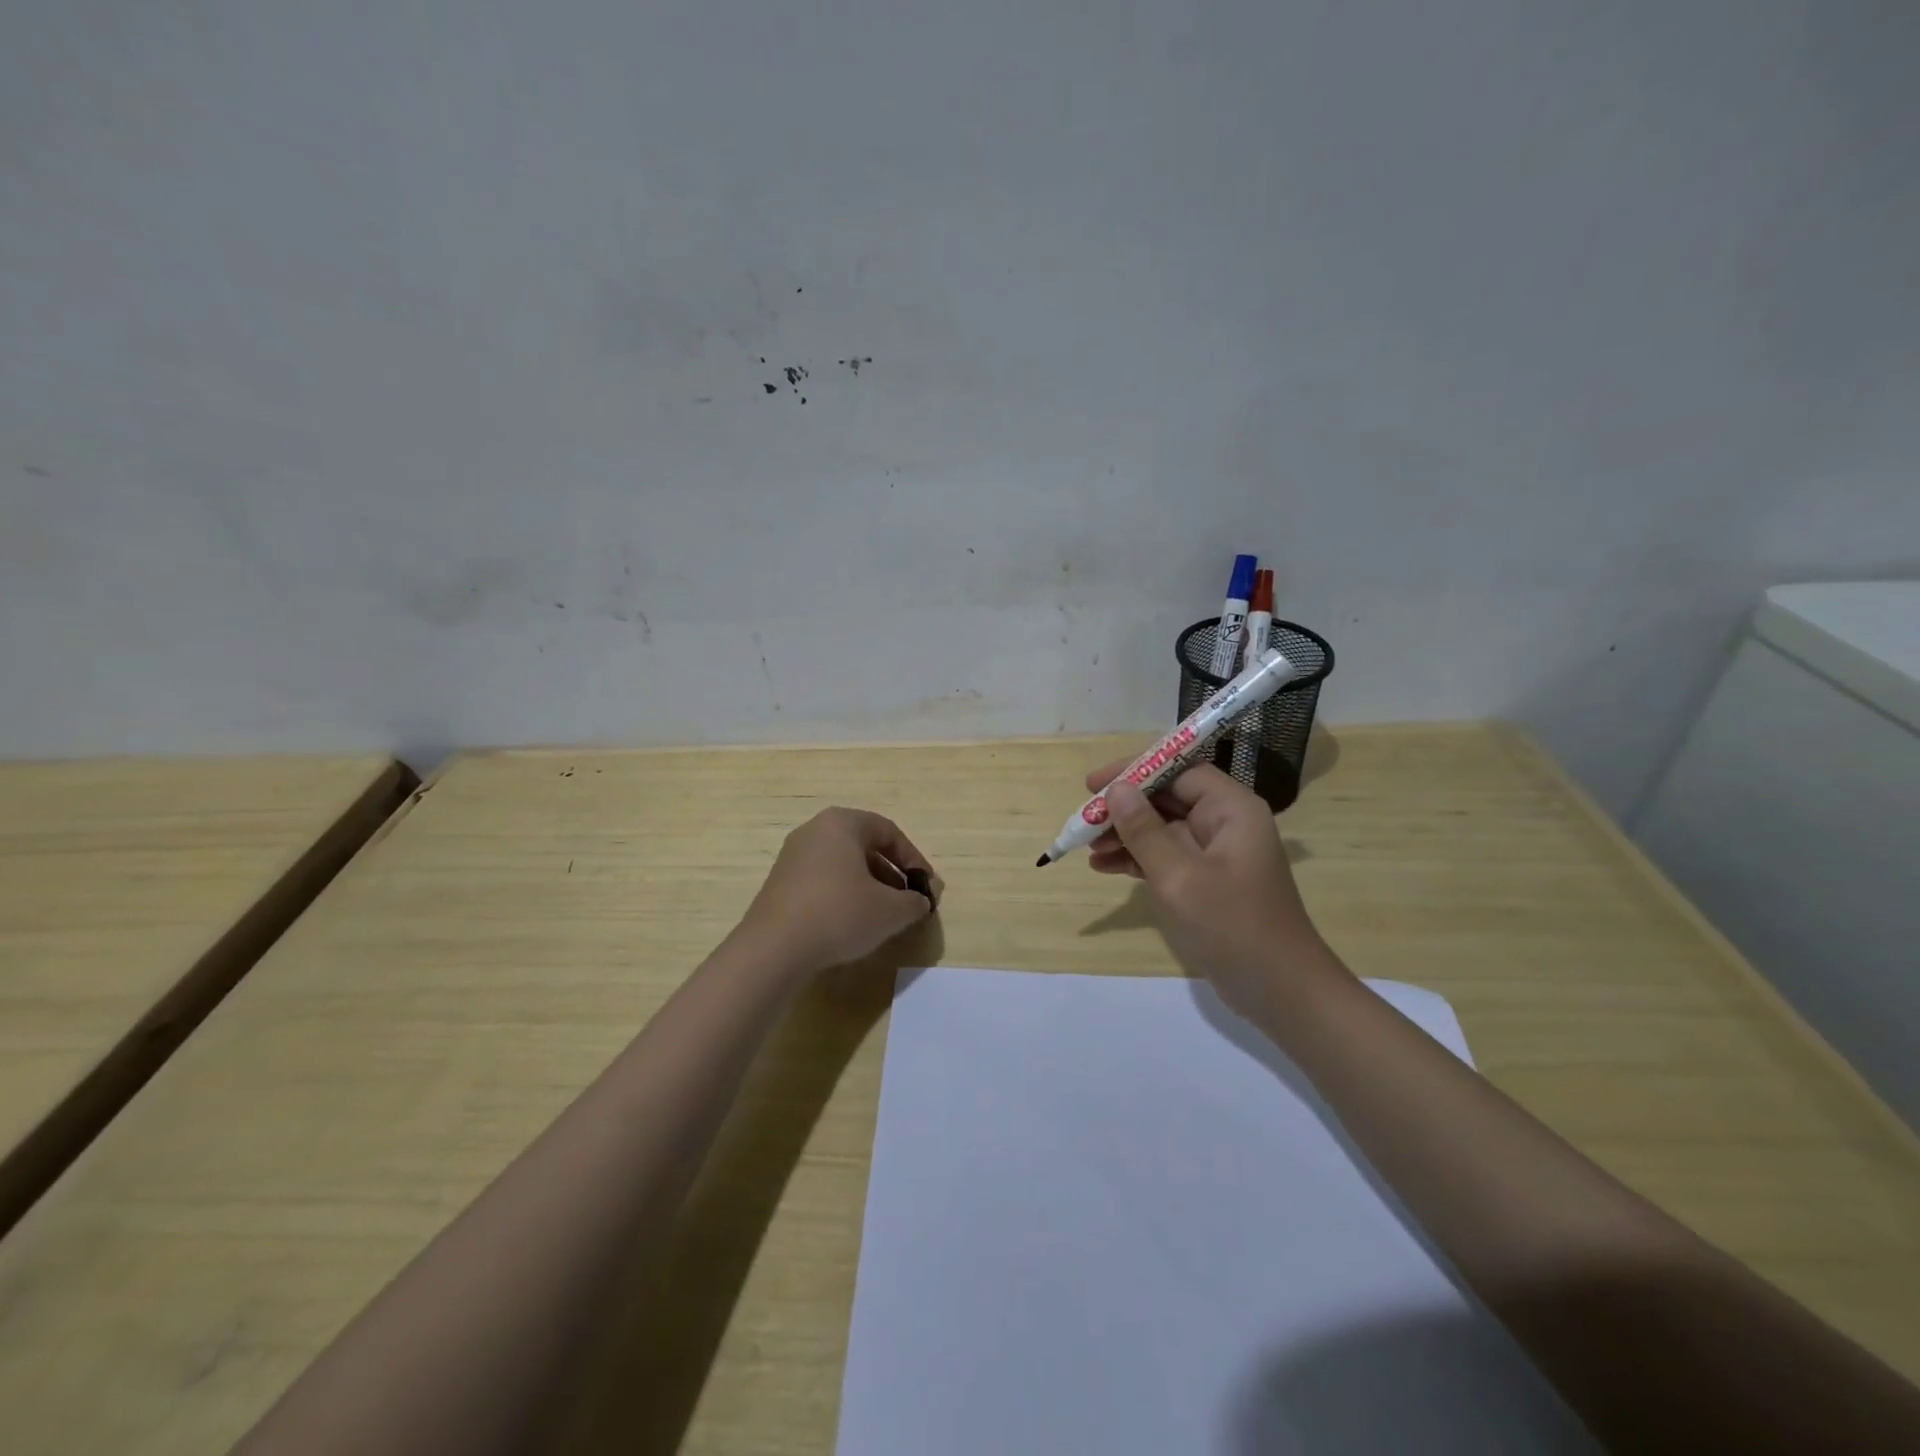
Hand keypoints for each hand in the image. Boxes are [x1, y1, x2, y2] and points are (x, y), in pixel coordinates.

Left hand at [736, 807, 937, 980]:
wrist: (774, 949)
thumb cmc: (839, 914)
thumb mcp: (890, 910)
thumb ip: (914, 902)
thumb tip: (921, 902)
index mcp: (841, 823)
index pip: (888, 832)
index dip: (914, 860)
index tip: (926, 887)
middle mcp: (814, 831)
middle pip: (865, 847)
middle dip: (891, 875)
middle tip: (907, 902)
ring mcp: (793, 856)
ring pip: (843, 865)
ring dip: (869, 887)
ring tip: (883, 916)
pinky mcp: (780, 883)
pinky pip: (823, 881)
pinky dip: (843, 896)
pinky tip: (851, 924)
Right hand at [1085, 756, 1336, 1015]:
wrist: (1279, 990)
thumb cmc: (1231, 925)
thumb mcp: (1179, 876)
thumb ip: (1144, 831)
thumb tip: (1118, 789)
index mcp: (1231, 809)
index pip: (1178, 770)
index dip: (1134, 771)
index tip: (1093, 784)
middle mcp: (1226, 823)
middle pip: (1168, 798)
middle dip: (1124, 808)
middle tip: (1084, 821)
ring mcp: (1217, 854)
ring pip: (1162, 828)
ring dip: (1125, 835)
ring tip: (1088, 849)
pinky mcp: (1208, 881)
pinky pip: (1166, 857)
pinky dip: (1137, 859)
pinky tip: (1105, 867)